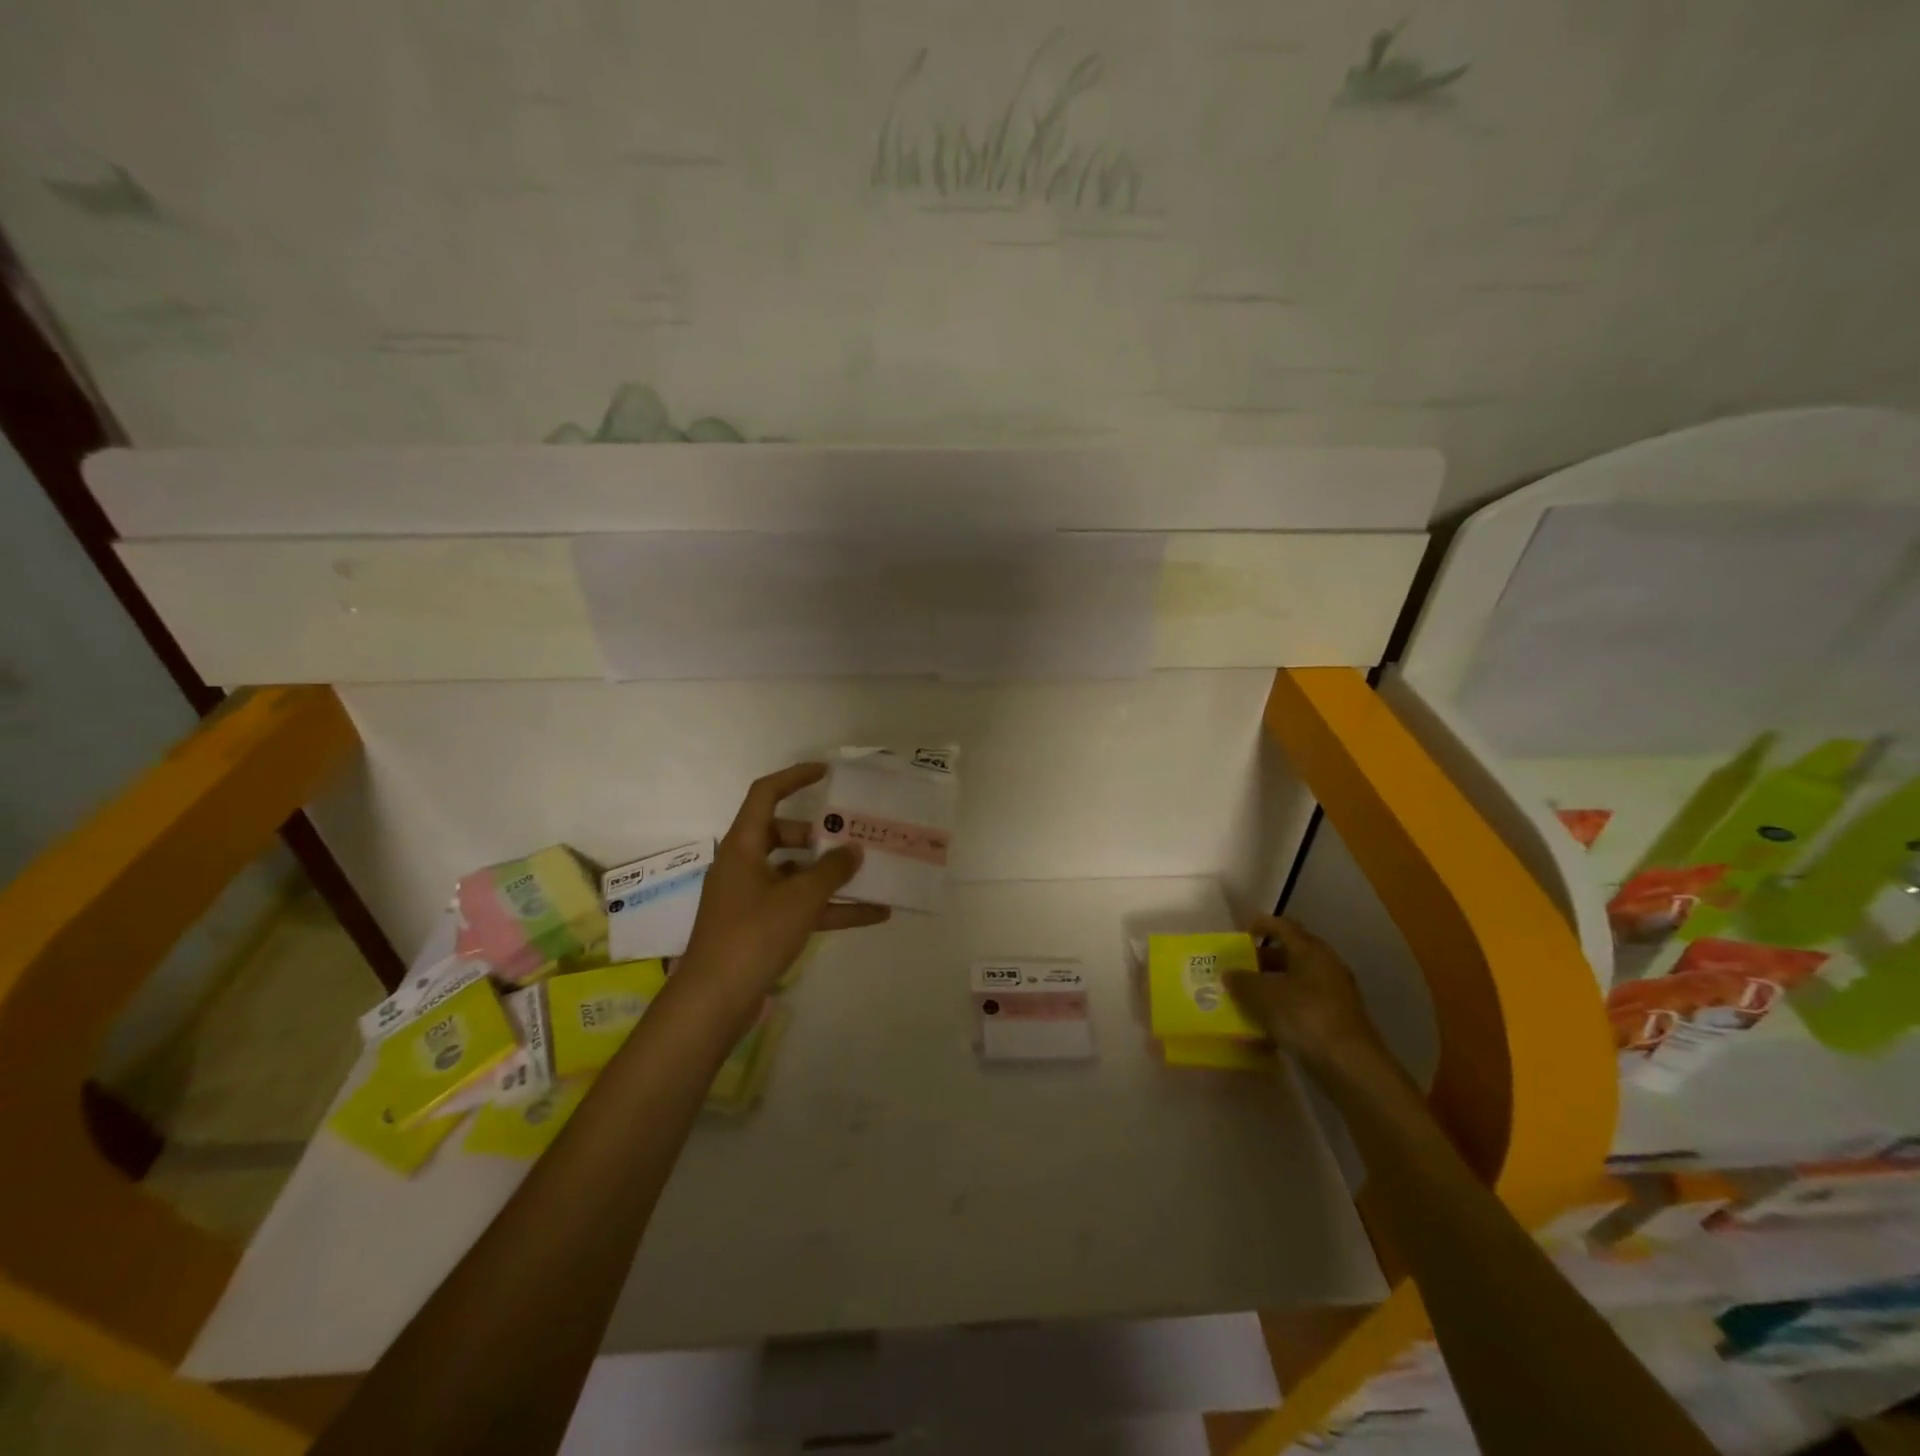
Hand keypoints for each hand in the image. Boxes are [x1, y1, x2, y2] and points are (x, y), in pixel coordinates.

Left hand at [677, 763, 889, 1009]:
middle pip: (785, 836)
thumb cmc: (753, 935)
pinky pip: (801, 909)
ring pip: (798, 875)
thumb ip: (832, 870)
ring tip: (874, 873)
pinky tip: (873, 915)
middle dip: (822, 836)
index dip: (795, 778)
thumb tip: (853, 849)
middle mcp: (745, 866)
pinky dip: (832, 909)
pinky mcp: (762, 929)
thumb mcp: (800, 898)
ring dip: (833, 876)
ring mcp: (753, 899)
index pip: (765, 795)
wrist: (715, 1002)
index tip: (827, 774)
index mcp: (743, 846)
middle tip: (855, 836)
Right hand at [1225, 916, 1388, 1075]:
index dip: (1261, 925)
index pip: (1283, 926)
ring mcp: (1333, 995)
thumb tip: (1229, 973)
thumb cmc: (1305, 1016)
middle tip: (1237, 968)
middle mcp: (1325, 966)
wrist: (1350, 1065)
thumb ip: (1243, 981)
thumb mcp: (1264, 996)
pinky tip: (1263, 1028)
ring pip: (1295, 982)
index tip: (1241, 931)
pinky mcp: (1335, 1021)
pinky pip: (1302, 1006)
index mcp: (1311, 951)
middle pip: (1289, 954)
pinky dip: (1282, 1011)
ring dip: (1270, 988)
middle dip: (1261, 960)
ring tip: (1244, 998)